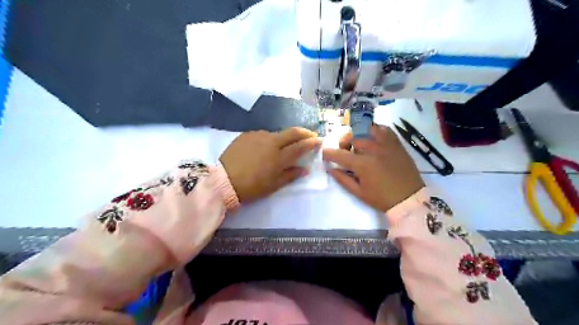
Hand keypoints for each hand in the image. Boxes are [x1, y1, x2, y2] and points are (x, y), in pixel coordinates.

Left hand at [220, 127, 320, 202]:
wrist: (223, 180)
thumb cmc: (251, 187)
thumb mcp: (273, 185)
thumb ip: (290, 175)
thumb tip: (305, 169)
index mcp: (279, 157)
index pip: (300, 146)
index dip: (311, 142)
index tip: (319, 140)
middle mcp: (271, 142)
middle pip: (292, 132)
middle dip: (304, 132)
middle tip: (310, 135)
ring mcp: (258, 136)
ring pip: (277, 133)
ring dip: (284, 138)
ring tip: (283, 146)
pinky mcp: (247, 134)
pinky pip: (263, 135)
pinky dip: (269, 140)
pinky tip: (264, 148)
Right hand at [323, 125, 423, 213]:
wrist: (409, 199)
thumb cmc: (382, 199)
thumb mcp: (359, 192)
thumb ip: (343, 179)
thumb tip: (330, 169)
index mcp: (362, 164)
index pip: (340, 154)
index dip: (329, 153)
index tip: (324, 153)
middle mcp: (373, 150)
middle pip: (353, 138)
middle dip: (344, 144)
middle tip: (345, 152)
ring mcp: (386, 145)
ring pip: (367, 130)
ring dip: (359, 135)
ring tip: (360, 144)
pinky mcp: (397, 144)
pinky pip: (385, 130)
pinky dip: (376, 131)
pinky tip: (374, 139)